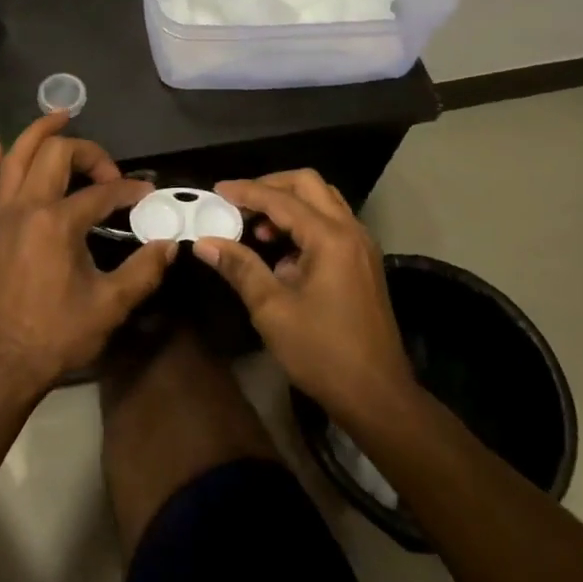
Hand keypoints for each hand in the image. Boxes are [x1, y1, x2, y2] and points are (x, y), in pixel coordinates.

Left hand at [0, 112, 175, 394]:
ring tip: (59, 115)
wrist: (3, 364)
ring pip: (13, 157)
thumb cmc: (58, 335)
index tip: (144, 197)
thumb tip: (169, 244)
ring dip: (37, 132)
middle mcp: (25, 208)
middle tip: (107, 169)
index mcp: (58, 223)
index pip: (101, 192)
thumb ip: (144, 270)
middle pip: (55, 155)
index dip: (128, 190)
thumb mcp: (111, 306)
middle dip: (87, 151)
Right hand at [193, 171, 415, 427]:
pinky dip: (304, 223)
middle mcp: (350, 232)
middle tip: (239, 203)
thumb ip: (240, 268)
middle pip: (309, 185)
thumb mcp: (272, 310)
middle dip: (271, 186)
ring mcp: (361, 247)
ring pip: (323, 201)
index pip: (281, 199)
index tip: (216, 191)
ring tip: (257, 227)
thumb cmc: (322, 352)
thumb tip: (204, 242)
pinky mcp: (363, 264)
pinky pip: (331, 224)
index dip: (246, 192)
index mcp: (330, 238)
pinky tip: (281, 253)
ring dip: (289, 204)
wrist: (377, 396)